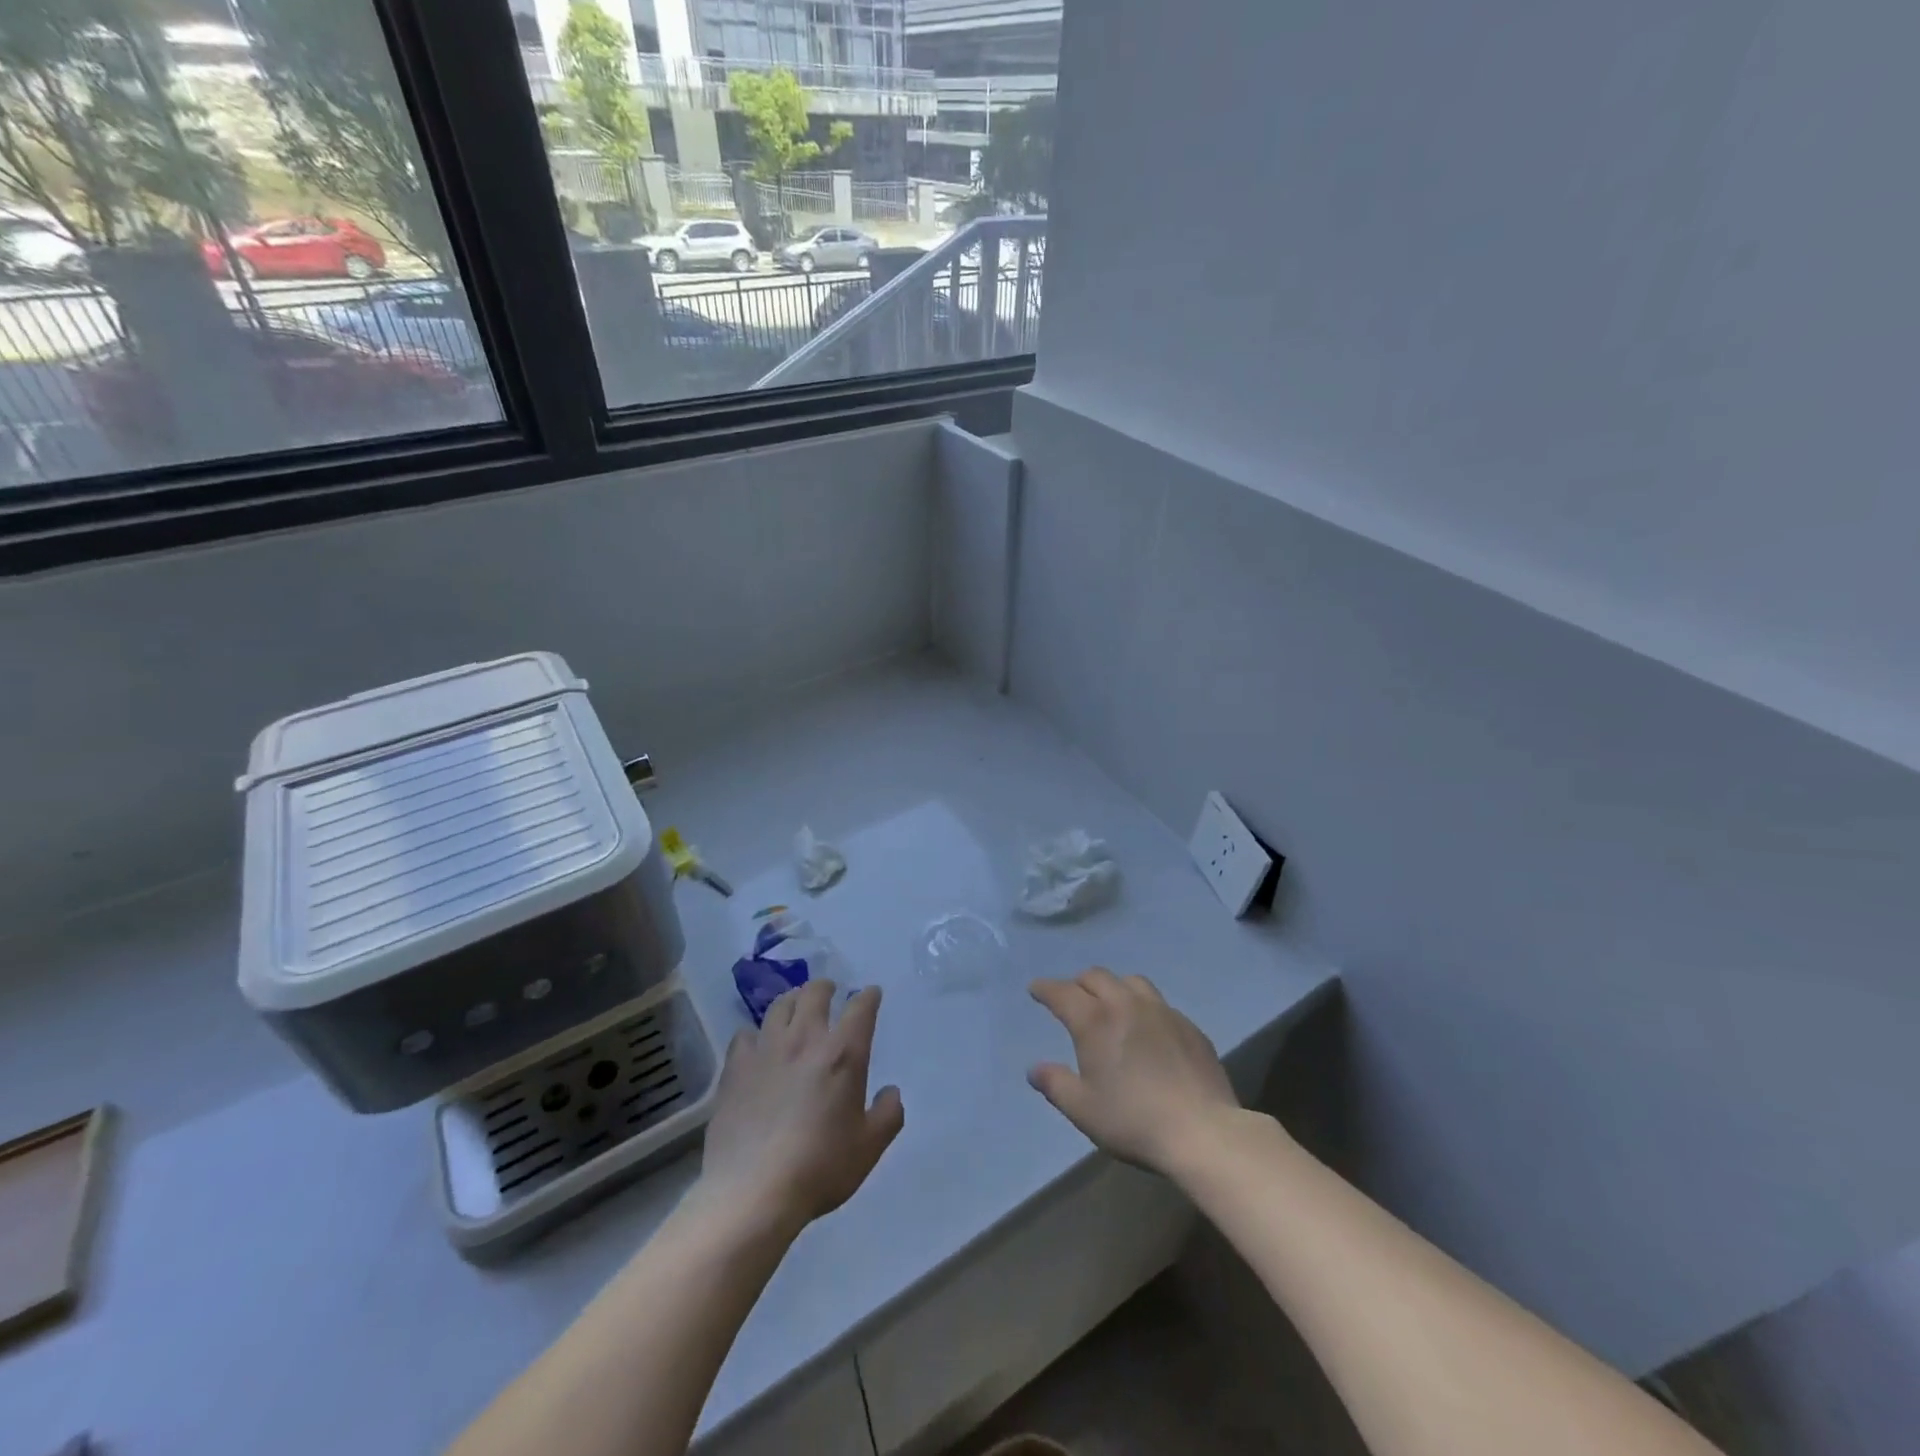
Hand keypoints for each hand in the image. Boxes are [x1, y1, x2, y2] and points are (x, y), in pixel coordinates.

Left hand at [695, 981, 903, 1236]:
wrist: (753, 1191)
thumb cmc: (820, 1167)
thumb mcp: (869, 1147)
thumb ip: (888, 1114)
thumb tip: (891, 1092)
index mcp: (843, 1053)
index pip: (860, 1007)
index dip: (868, 996)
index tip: (871, 994)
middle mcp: (805, 1040)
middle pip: (814, 993)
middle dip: (825, 987)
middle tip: (829, 991)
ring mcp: (766, 1050)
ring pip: (779, 1006)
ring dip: (792, 1001)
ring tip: (795, 1007)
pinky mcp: (735, 1068)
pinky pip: (745, 1035)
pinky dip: (755, 1034)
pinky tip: (757, 1045)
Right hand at [1028, 967, 1238, 1172]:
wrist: (1202, 1131)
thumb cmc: (1133, 1121)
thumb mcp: (1083, 1110)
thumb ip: (1055, 1084)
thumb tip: (1034, 1069)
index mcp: (1095, 1021)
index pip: (1062, 992)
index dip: (1045, 988)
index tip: (1035, 990)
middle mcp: (1126, 1004)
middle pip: (1096, 977)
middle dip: (1078, 983)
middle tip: (1071, 998)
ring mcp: (1162, 1011)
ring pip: (1131, 981)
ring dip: (1113, 987)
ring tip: (1111, 1005)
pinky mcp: (1189, 1025)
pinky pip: (1159, 1003)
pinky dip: (1143, 1007)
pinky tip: (1148, 1030)